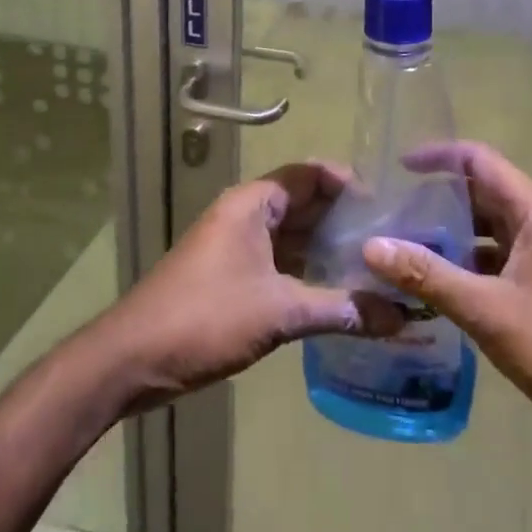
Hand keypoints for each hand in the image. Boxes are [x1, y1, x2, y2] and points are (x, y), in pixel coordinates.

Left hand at [98, 162, 400, 412]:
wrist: (132, 358)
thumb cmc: (206, 317)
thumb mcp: (279, 312)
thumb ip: (340, 309)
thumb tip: (399, 316)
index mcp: (253, 203)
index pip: (311, 174)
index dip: (349, 184)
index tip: (388, 205)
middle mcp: (245, 214)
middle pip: (304, 204)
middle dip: (345, 221)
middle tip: (392, 240)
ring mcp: (236, 245)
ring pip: (292, 236)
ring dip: (328, 249)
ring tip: (376, 267)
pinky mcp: (231, 275)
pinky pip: (279, 261)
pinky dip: (307, 272)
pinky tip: (339, 293)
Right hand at [361, 142, 531, 474]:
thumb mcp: (488, 310)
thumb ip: (428, 275)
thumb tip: (372, 246)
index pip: (480, 161)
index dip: (438, 156)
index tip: (397, 167)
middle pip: (481, 195)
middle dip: (436, 202)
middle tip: (389, 216)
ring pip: (487, 233)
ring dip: (448, 238)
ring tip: (401, 251)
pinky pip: (496, 264)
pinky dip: (465, 268)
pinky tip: (432, 291)